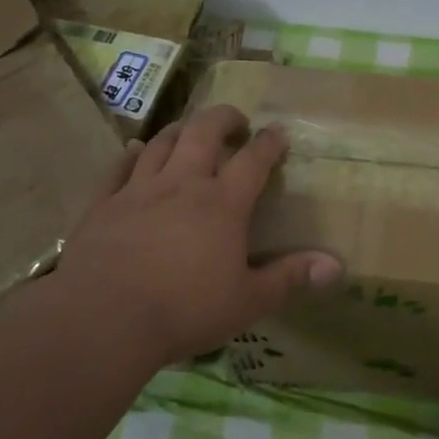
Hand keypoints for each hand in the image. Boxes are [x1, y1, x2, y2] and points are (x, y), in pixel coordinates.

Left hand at [55, 105, 341, 363]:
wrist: (101, 321)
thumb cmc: (184, 310)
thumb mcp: (248, 301)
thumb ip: (291, 278)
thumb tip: (336, 266)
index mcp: (223, 203)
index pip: (253, 159)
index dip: (269, 142)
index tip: (278, 132)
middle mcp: (183, 184)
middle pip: (204, 132)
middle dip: (224, 118)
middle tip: (236, 122)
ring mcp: (139, 190)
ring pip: (162, 142)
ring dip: (180, 130)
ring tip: (191, 131)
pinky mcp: (103, 205)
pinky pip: (118, 167)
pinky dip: (131, 154)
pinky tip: (135, 150)